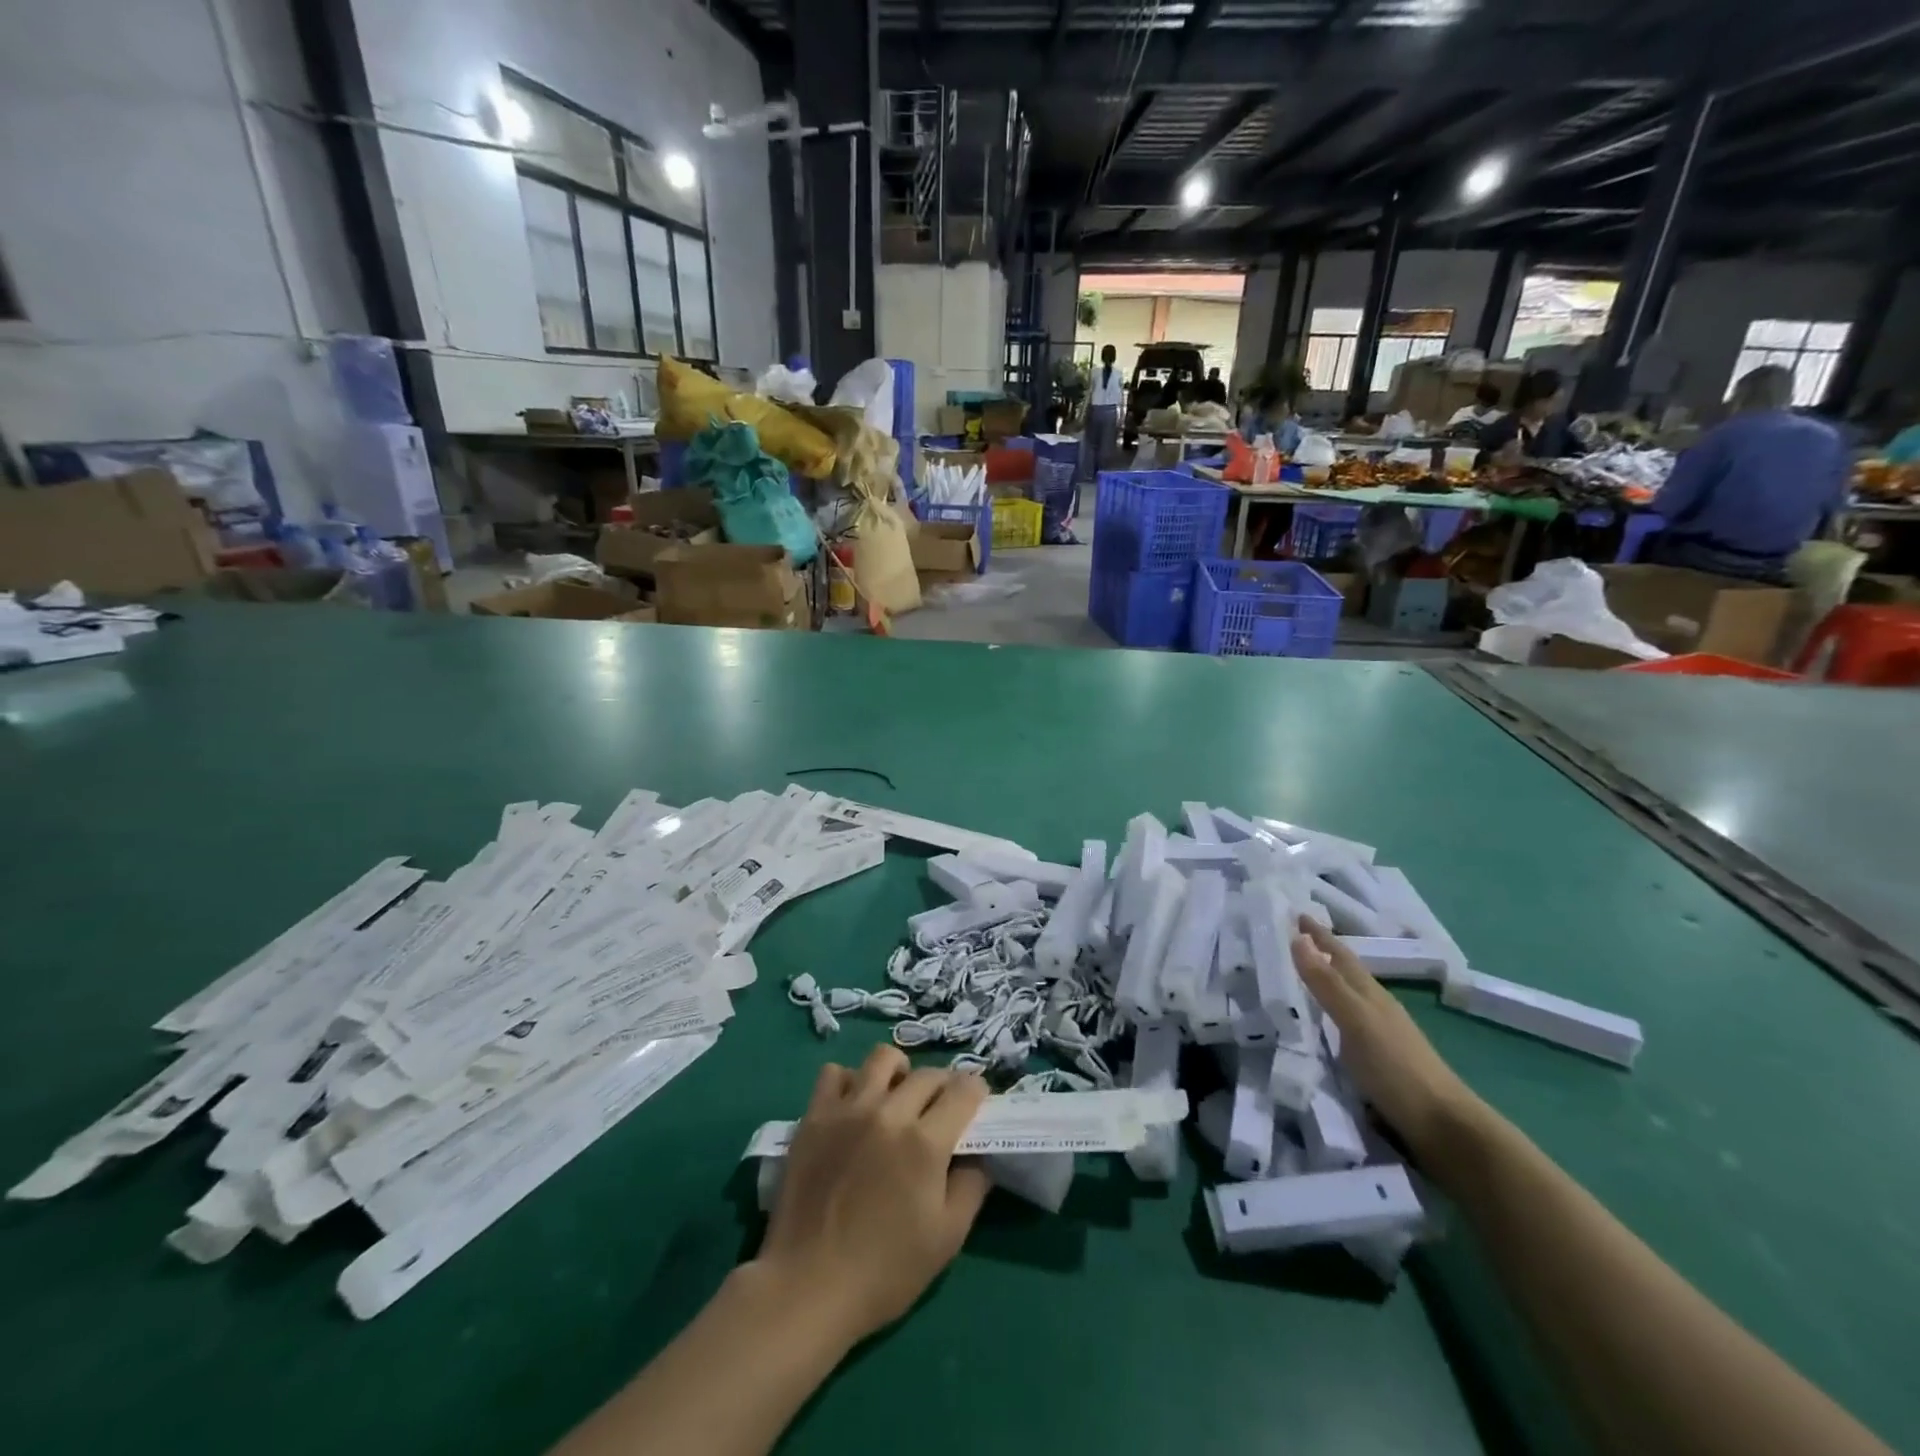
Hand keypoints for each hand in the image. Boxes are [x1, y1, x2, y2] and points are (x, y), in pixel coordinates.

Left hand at [752, 1044, 989, 1347]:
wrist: (807, 1288)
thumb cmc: (884, 1271)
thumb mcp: (947, 1238)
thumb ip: (972, 1185)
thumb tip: (978, 1153)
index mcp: (925, 1142)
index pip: (964, 1090)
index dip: (977, 1093)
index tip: (976, 1105)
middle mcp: (889, 1112)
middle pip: (928, 1073)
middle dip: (944, 1085)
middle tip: (940, 1110)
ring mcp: (848, 1109)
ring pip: (882, 1058)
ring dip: (899, 1072)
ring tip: (897, 1097)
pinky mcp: (814, 1116)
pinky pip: (835, 1073)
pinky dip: (850, 1081)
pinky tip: (854, 1107)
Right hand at [1290, 917, 1483, 1165]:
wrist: (1443, 1127)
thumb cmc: (1397, 1068)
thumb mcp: (1356, 1021)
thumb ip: (1326, 983)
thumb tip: (1298, 937)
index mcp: (1371, 994)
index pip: (1340, 955)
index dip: (1318, 935)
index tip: (1295, 913)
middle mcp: (1375, 1008)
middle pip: (1344, 973)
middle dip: (1319, 954)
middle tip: (1288, 939)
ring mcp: (1378, 1035)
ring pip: (1344, 998)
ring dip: (1322, 983)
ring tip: (1294, 977)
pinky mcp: (1375, 1061)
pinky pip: (1342, 1024)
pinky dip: (1325, 1014)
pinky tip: (1315, 1025)